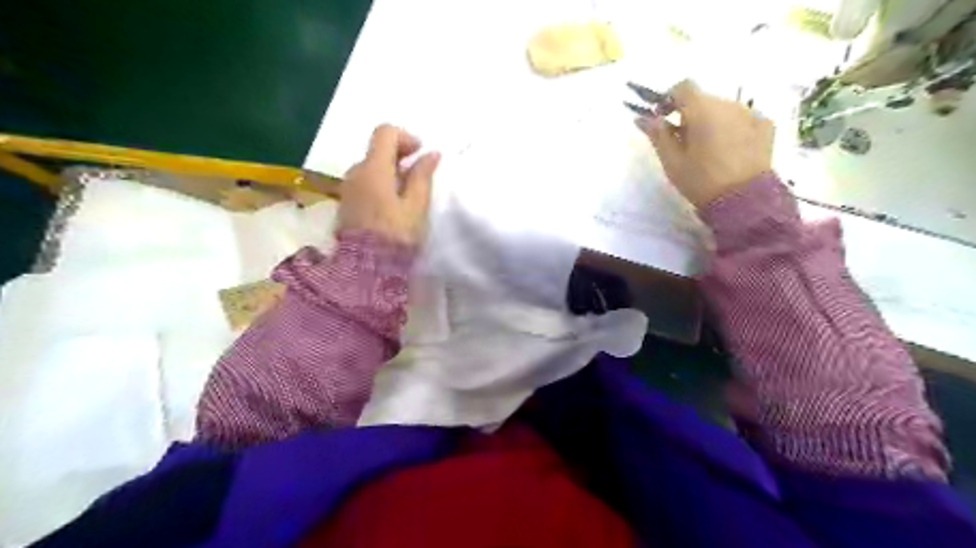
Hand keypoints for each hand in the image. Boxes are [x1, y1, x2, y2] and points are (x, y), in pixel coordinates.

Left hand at [339, 123, 440, 244]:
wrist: (366, 268)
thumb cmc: (396, 234)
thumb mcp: (416, 205)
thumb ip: (422, 176)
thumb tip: (431, 153)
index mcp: (373, 169)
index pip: (385, 133)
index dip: (405, 137)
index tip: (421, 153)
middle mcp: (356, 172)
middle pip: (377, 150)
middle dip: (399, 156)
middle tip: (419, 174)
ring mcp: (348, 188)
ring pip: (370, 168)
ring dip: (390, 171)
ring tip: (408, 193)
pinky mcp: (346, 204)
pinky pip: (364, 183)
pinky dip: (380, 184)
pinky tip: (392, 204)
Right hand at [637, 79, 773, 206]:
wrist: (744, 200)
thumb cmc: (701, 180)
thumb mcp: (672, 161)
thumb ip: (658, 135)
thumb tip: (643, 117)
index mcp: (702, 110)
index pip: (683, 87)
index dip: (670, 99)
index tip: (664, 118)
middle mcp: (727, 104)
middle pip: (703, 99)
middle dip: (690, 115)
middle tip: (683, 143)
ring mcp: (749, 113)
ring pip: (723, 109)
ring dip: (712, 121)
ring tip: (708, 150)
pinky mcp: (765, 126)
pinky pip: (742, 119)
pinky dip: (732, 128)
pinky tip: (729, 150)